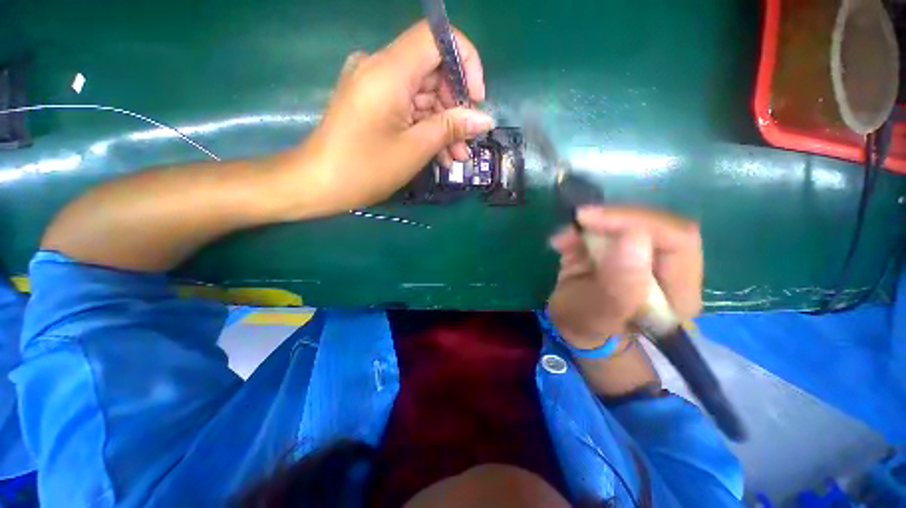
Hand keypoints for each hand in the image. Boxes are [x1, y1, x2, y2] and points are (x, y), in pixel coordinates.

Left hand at [292, 20, 493, 215]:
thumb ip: (451, 128)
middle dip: (455, 106)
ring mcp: (375, 86)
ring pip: (423, 94)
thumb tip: (484, 119)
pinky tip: (440, 153)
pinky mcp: (373, 103)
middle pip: (432, 70)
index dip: (465, 63)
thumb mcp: (415, 149)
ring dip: (443, 124)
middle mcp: (381, 68)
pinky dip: (426, 127)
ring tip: (457, 156)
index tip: (475, 99)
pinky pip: (408, 107)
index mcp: (389, 70)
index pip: (437, 38)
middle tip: (468, 141)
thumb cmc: (366, 168)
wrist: (319, 183)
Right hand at [547, 206, 702, 349]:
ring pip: (628, 220)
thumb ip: (620, 284)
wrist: (573, 323)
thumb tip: (634, 236)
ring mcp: (643, 253)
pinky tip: (562, 243)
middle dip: (614, 219)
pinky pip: (605, 225)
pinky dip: (581, 229)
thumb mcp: (599, 312)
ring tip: (564, 241)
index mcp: (677, 292)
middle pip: (655, 224)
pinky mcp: (619, 245)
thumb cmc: (586, 325)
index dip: (639, 222)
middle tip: (580, 220)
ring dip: (593, 224)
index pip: (678, 240)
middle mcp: (667, 268)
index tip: (595, 221)